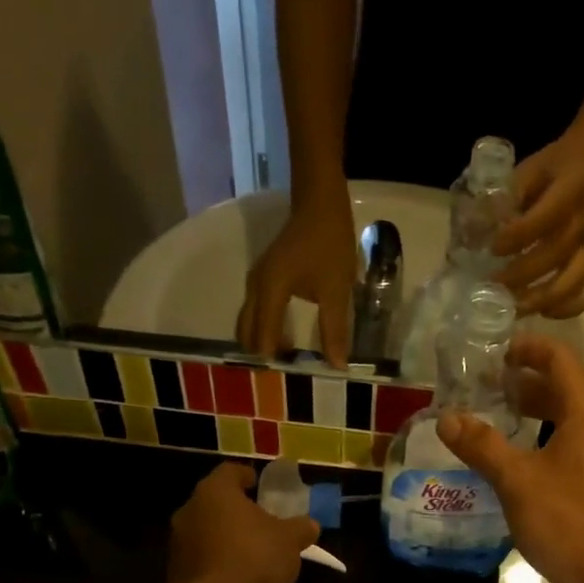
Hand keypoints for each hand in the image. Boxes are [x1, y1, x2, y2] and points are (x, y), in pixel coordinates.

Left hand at [168, 463, 320, 582]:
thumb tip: (309, 525)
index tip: (257, 483)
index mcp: (215, 492)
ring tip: (248, 552)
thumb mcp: (291, 540)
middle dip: (235, 511)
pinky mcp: (175, 573)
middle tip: (258, 521)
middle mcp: (189, 511)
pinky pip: (201, 560)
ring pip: (205, 532)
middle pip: (214, 503)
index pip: (229, 472)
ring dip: (224, 538)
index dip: (245, 476)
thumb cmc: (256, 557)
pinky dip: (216, 563)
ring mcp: (178, 543)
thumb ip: (301, 528)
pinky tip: (236, 577)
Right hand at [236, 193, 357, 366]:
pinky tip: (285, 338)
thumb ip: (334, 330)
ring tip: (286, 361)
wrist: (319, 201)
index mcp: (269, 292)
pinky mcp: (263, 277)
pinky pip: (255, 312)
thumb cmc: (329, 243)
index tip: (289, 381)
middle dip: (261, 355)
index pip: (262, 339)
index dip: (274, 362)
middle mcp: (255, 288)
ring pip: (248, 322)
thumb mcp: (336, 290)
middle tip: (285, 375)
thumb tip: (336, 366)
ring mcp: (256, 281)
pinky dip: (265, 328)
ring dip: (262, 342)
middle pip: (246, 333)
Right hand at [436, 335, 583, 582]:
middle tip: (488, 382)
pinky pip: (567, 444)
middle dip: (528, 379)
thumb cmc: (566, 522)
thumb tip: (446, 418)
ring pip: (566, 418)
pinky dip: (541, 436)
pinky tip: (516, 455)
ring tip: (498, 411)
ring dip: (535, 409)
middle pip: (565, 388)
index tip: (497, 350)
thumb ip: (482, 446)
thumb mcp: (517, 481)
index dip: (531, 349)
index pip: (562, 361)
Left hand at [493, 132, 583, 318]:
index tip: (493, 248)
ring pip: (575, 279)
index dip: (519, 236)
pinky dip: (569, 307)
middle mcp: (583, 220)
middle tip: (493, 287)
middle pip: (556, 255)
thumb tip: (476, 227)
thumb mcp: (526, 170)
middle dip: (522, 276)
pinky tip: (545, 312)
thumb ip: (506, 196)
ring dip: (543, 299)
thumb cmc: (551, 169)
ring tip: (514, 309)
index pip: (545, 217)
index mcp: (570, 189)